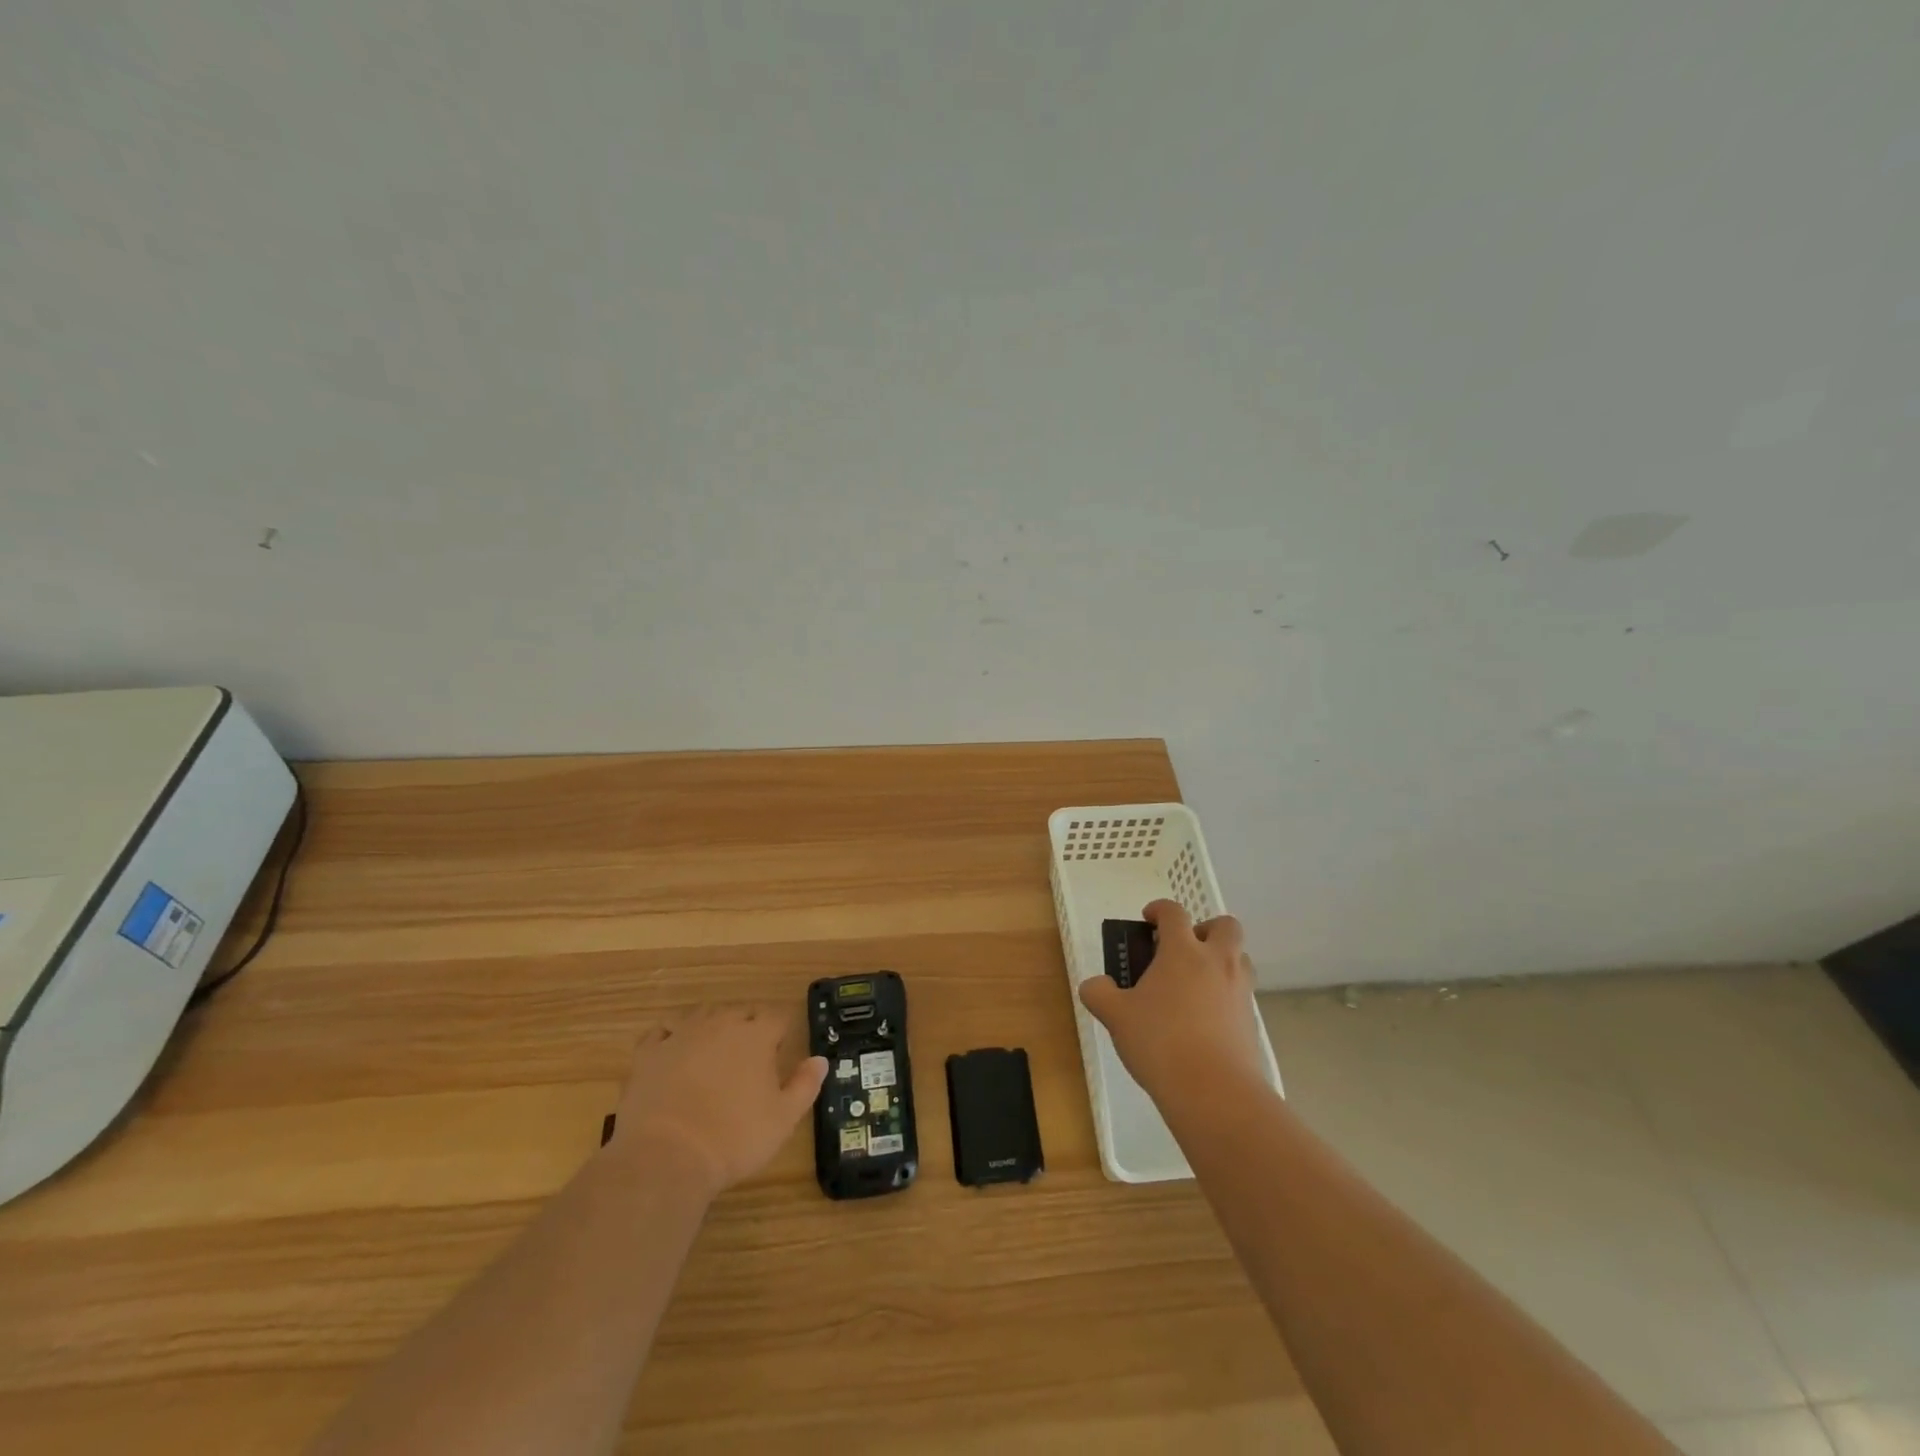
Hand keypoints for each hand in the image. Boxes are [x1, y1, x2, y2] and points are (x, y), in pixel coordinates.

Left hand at [605, 1005, 827, 1199]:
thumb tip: (820, 1060)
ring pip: (702, 1015)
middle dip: (748, 1027)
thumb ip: (805, 1085)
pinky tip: (673, 1050)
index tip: (781, 1048)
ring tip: (714, 1050)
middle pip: (740, 1012)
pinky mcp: (649, 1054)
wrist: (667, 1157)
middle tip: (749, 1057)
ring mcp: (681, 1036)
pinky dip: (670, 1037)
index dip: (781, 1031)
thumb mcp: (783, 1119)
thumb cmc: (734, 1138)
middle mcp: (720, 1025)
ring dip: (712, 1026)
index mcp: (756, 1036)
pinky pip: (661, 1032)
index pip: (777, 1017)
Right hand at [1078, 900, 1267, 1103]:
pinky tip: (1203, 1019)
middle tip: (1182, 950)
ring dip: (1220, 960)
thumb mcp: (1116, 1016)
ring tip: (1193, 985)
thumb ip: (1099, 994)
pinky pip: (1241, 993)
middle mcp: (1217, 962)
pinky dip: (1225, 994)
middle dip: (1205, 929)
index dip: (1159, 910)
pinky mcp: (1251, 1021)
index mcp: (1183, 951)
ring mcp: (1240, 991)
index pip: (1174, 912)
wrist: (1214, 1091)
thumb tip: (1095, 985)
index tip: (1148, 920)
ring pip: (1239, 958)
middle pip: (1225, 925)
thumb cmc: (1160, 1042)